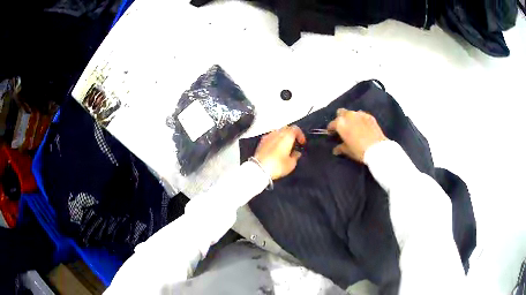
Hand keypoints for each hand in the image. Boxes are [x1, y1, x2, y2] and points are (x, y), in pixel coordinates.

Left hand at [254, 125, 305, 179]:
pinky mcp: (261, 142)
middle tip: (294, 143)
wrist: (259, 169)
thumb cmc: (277, 165)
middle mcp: (277, 133)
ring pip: (278, 132)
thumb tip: (296, 153)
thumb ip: (295, 156)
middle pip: (286, 128)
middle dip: (291, 134)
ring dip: (283, 137)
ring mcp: (268, 136)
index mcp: (287, 136)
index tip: (302, 142)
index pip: (296, 129)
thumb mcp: (291, 164)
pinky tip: (276, 149)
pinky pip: (270, 137)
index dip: (300, 135)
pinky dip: (275, 140)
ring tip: (285, 146)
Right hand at [327, 109, 386, 162]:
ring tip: (354, 126)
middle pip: (341, 112)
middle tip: (343, 127)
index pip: (332, 124)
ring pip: (352, 113)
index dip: (331, 129)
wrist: (377, 149)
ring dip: (351, 118)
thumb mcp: (347, 151)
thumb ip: (340, 148)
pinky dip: (360, 119)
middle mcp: (349, 115)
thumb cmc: (359, 150)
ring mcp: (360, 114)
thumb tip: (335, 150)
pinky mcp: (370, 116)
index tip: (332, 134)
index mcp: (340, 123)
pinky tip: (363, 126)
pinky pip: (362, 115)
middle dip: (340, 118)